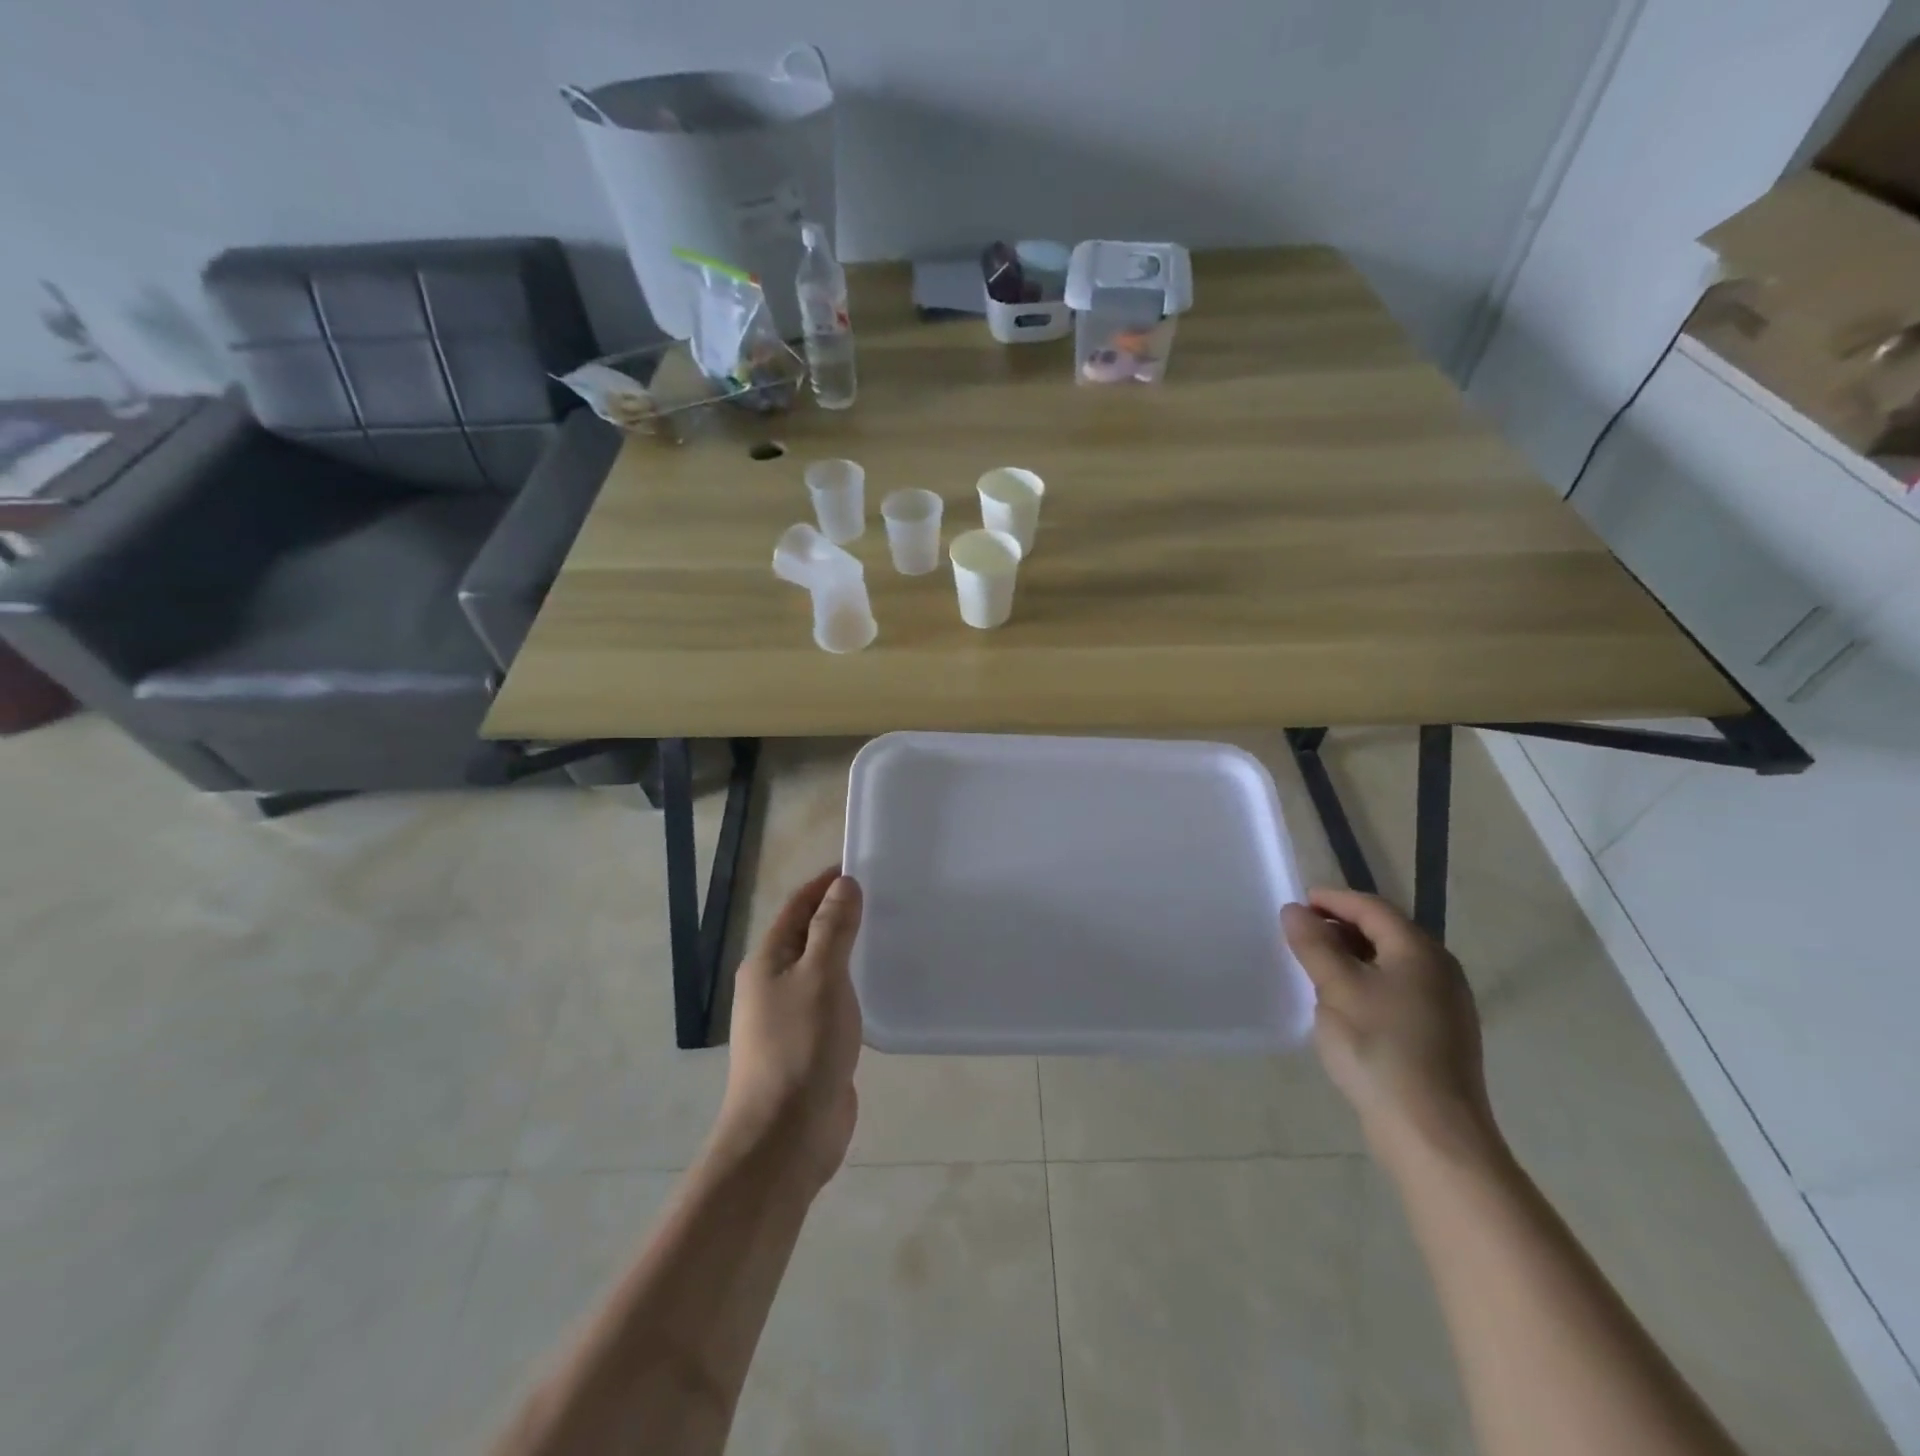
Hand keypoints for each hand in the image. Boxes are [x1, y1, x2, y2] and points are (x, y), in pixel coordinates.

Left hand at [718, 866, 863, 1190]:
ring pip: (822, 970)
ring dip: (849, 951)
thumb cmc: (800, 1046)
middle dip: (840, 914)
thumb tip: (843, 884)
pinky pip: (834, 1002)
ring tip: (889, 935)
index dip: (825, 884)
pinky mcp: (811, 1045)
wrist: (786, 1136)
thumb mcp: (820, 976)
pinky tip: (881, 987)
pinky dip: (854, 986)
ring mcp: (791, 1017)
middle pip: (808, 936)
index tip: (860, 867)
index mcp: (767, 961)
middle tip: (885, 899)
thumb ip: (833, 928)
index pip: (797, 907)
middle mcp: (774, 984)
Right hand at [1281, 887, 1501, 1172]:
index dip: (1333, 900)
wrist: (1432, 1133)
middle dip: (1341, 927)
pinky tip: (1343, 1003)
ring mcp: (1445, 1006)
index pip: (1372, 908)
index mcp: (1420, 951)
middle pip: (1386, 933)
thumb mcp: (1336, 988)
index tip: (1297, 903)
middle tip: (1301, 934)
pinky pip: (1398, 991)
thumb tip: (1295, 911)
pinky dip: (1367, 983)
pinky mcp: (1441, 1036)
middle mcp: (1440, 971)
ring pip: (1391, 964)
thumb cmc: (1379, 1047)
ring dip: (1352, 956)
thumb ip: (1314, 944)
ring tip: (1315, 967)